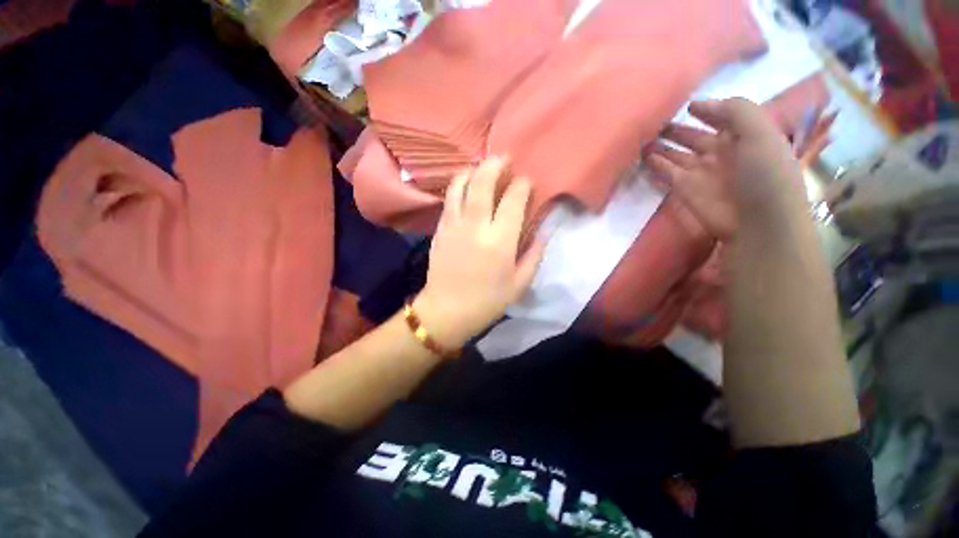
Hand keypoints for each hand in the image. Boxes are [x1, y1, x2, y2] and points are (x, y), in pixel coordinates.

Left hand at [413, 157, 544, 350]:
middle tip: (504, 158)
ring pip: (461, 185)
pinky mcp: (440, 229)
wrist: (446, 311)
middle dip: (495, 164)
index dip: (522, 185)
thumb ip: (535, 253)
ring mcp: (454, 225)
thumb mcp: (520, 283)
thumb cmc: (487, 301)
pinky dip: (458, 186)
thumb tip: (546, 230)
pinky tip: (465, 185)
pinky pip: (449, 199)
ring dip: (473, 170)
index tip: (527, 182)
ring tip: (482, 167)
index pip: (514, 200)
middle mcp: (476, 226)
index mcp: (500, 241)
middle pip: (483, 182)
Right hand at [646, 98, 804, 239]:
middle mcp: (721, 153)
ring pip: (676, 154)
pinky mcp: (683, 188)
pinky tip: (644, 155)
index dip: (708, 111)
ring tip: (643, 136)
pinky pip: (666, 171)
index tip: (688, 106)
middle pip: (694, 137)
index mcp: (745, 137)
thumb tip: (698, 105)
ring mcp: (700, 172)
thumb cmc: (766, 174)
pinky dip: (655, 163)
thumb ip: (736, 111)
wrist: (756, 222)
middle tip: (655, 121)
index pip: (723, 119)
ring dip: (661, 146)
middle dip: (677, 129)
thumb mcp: (760, 133)